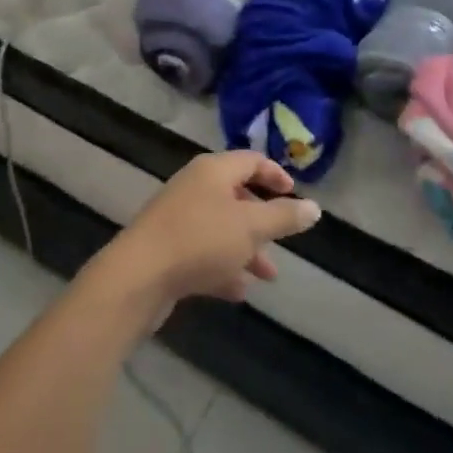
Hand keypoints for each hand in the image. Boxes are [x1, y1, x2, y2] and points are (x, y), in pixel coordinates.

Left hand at [99, 151, 321, 307]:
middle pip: (236, 195)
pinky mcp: (167, 249)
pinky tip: (237, 292)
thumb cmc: (201, 240)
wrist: (138, 277)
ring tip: (266, 277)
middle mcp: (194, 187)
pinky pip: (203, 252)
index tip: (294, 194)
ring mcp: (178, 218)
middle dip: (262, 221)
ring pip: (221, 228)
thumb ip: (284, 216)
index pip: (251, 160)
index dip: (275, 174)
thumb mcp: (251, 227)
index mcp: (213, 171)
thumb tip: (314, 207)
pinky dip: (222, 267)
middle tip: (282, 241)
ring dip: (246, 249)